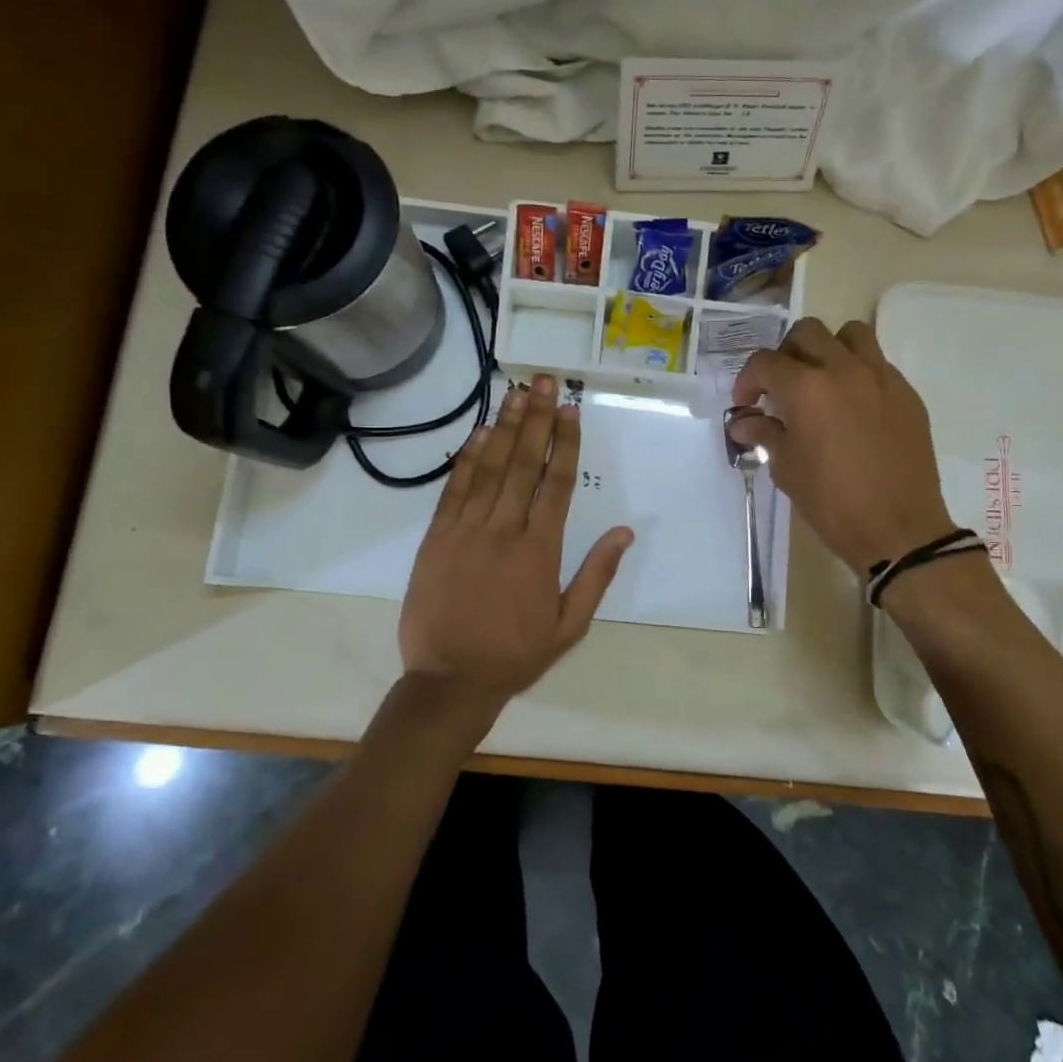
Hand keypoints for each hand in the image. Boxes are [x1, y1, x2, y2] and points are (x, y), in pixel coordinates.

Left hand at [398, 375, 632, 715]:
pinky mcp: (437, 538)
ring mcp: (466, 530)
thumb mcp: (569, 626)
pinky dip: (467, 458)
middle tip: (543, 380)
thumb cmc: (515, 654)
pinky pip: (454, 489)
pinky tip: (480, 432)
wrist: (449, 681)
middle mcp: (504, 530)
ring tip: (516, 392)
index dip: (564, 443)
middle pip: (524, 464)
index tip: (569, 409)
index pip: (558, 483)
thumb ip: (597, 575)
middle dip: (536, 419)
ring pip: (489, 468)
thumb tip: (625, 532)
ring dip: (505, 427)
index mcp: (540, 550)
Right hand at [730, 318, 955, 573]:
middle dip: (785, 355)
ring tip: (821, 381)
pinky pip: (878, 363)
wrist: (898, 529)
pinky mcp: (906, 393)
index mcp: (807, 388)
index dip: (747, 381)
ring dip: (828, 349)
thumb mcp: (787, 469)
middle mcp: (844, 370)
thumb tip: (744, 422)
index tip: (746, 405)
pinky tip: (853, 408)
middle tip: (781, 388)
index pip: (765, 363)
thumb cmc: (832, 502)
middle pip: (807, 333)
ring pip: (850, 334)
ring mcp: (881, 377)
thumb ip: (765, 434)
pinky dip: (858, 372)